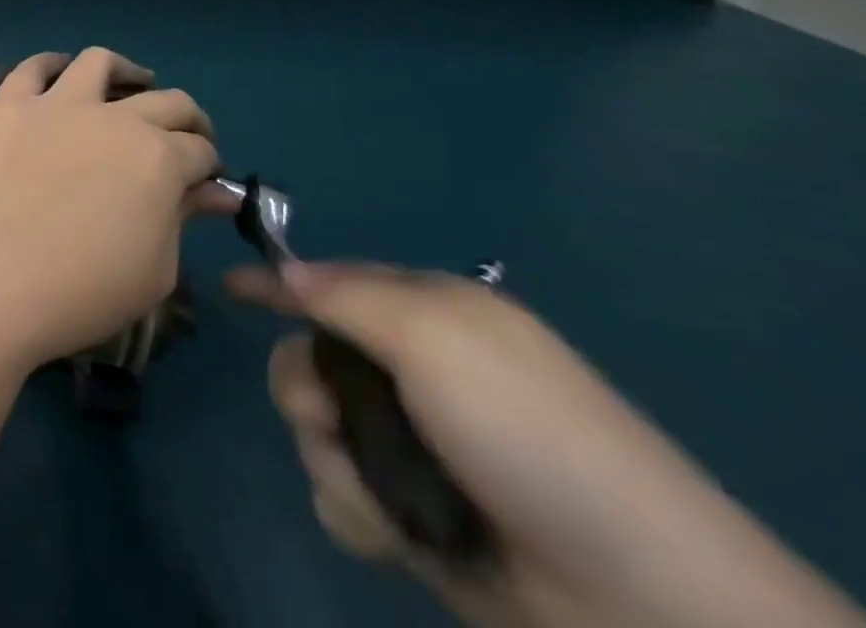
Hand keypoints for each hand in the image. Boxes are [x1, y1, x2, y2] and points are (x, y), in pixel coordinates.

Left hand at [0, 47, 233, 379]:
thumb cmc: (86, 291)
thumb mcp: (157, 269)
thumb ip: (184, 217)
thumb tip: (213, 192)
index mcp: (159, 158)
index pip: (199, 149)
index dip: (208, 165)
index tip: (203, 180)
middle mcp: (114, 117)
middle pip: (166, 100)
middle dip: (187, 120)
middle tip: (183, 138)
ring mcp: (58, 104)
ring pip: (99, 62)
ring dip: (125, 72)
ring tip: (131, 85)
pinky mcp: (12, 105)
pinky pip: (33, 68)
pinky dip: (50, 64)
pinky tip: (61, 73)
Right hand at [228, 262, 865, 627]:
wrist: (636, 602)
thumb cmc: (527, 433)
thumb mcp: (432, 335)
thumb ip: (345, 295)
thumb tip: (285, 271)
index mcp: (427, 316)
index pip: (331, 283)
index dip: (278, 282)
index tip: (229, 287)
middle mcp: (414, 374)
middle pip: (309, 360)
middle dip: (305, 391)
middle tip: (328, 418)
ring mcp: (412, 448)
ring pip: (317, 430)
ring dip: (334, 460)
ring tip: (382, 498)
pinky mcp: (411, 516)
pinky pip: (341, 494)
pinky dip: (356, 511)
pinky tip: (394, 535)